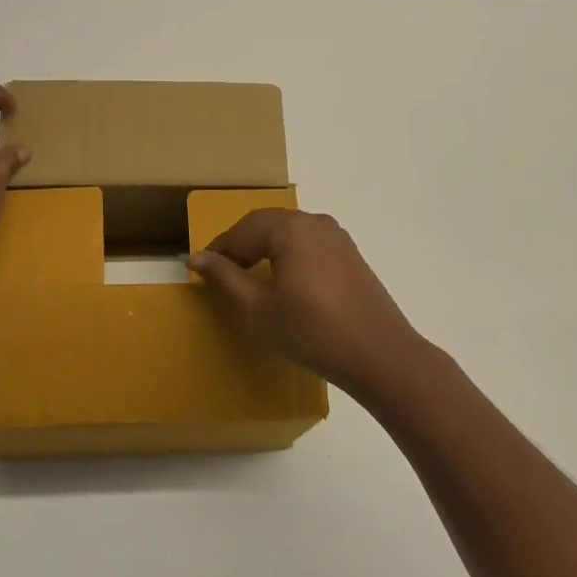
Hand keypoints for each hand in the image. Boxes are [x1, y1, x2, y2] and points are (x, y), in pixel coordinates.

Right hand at [189, 209, 423, 398]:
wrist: (380, 354)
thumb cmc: (311, 331)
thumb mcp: (258, 309)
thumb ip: (226, 279)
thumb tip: (197, 258)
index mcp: (289, 228)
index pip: (243, 229)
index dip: (220, 248)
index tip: (200, 267)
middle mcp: (313, 221)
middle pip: (266, 224)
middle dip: (241, 244)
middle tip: (222, 271)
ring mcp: (336, 236)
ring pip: (289, 232)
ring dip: (265, 248)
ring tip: (249, 275)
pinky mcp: (350, 254)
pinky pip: (309, 243)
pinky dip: (289, 254)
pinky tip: (285, 280)